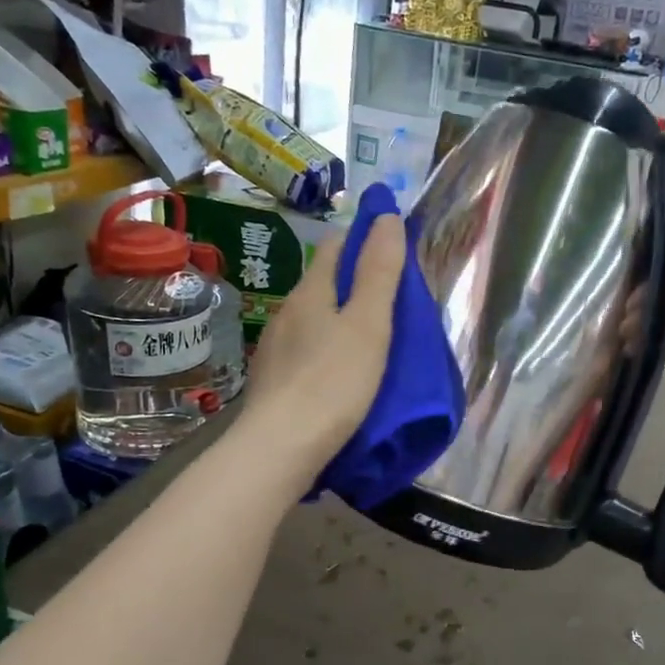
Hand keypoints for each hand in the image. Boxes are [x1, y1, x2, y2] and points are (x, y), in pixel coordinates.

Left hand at [234, 213, 406, 487]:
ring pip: (313, 321)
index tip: (391, 246)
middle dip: (353, 282)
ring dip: (339, 320)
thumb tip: (385, 215)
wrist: (281, 448)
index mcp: (310, 293)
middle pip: (322, 284)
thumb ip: (379, 273)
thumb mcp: (368, 325)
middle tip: (391, 298)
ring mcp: (276, 350)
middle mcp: (287, 314)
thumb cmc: (332, 383)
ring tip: (370, 338)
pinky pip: (306, 354)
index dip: (362, 238)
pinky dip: (326, 352)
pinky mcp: (274, 384)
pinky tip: (339, 373)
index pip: (335, 247)